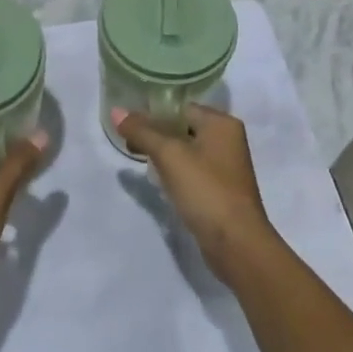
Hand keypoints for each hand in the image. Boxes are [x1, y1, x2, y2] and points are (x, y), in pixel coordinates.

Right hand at [113, 105, 276, 283]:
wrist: (236, 244)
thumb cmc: (205, 190)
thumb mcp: (169, 156)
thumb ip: (142, 131)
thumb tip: (115, 110)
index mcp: (222, 123)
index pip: (180, 107)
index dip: (153, 113)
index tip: (127, 123)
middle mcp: (227, 139)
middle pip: (183, 127)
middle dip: (155, 134)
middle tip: (128, 142)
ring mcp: (226, 167)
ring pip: (186, 150)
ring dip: (163, 154)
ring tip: (138, 159)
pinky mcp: (220, 190)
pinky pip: (192, 171)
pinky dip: (174, 172)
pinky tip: (158, 181)